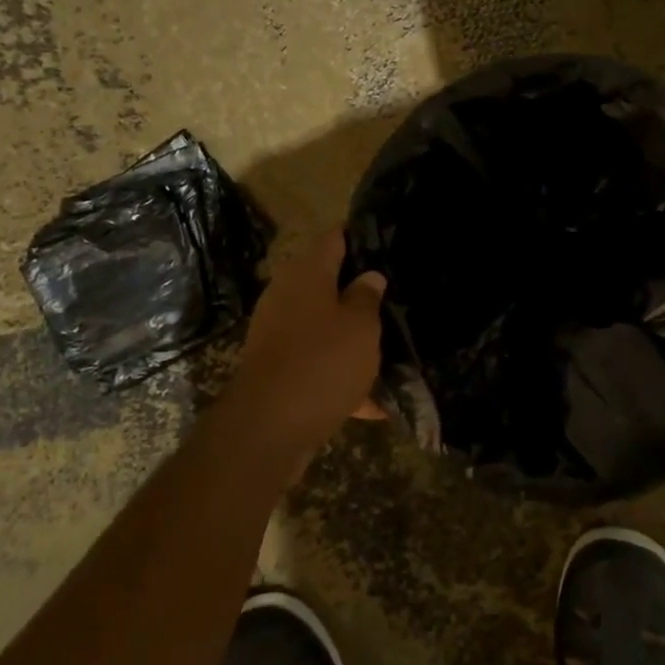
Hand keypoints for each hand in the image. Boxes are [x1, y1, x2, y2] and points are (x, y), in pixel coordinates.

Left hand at [228, 229, 386, 465]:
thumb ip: (367, 297)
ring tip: (391, 346)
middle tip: (395, 296)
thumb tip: (369, 276)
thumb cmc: (322, 361)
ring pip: (323, 326)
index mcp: (307, 274)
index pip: (334, 239)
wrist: (269, 428)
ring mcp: (277, 334)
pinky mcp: (277, 369)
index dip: (358, 236)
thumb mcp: (361, 326)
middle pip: (327, 283)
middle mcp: (287, 296)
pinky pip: (316, 363)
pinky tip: (373, 402)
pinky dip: (340, 375)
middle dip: (358, 291)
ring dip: (351, 336)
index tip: (385, 239)